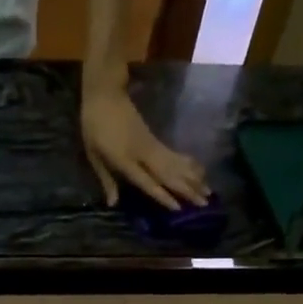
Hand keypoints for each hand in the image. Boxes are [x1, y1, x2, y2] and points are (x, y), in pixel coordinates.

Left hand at [80, 79, 210, 210]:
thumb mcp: (93, 154)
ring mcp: (152, 144)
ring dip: (193, 179)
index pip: (147, 181)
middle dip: (187, 190)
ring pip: (176, 165)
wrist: (106, 95)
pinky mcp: (156, 139)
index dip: (163, 195)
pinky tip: (200, 171)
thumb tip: (113, 203)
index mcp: (124, 159)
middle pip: (168, 174)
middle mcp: (143, 153)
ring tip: (209, 192)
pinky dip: (189, 164)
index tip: (179, 208)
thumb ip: (106, 179)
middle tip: (205, 203)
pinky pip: (175, 155)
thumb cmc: (94, 126)